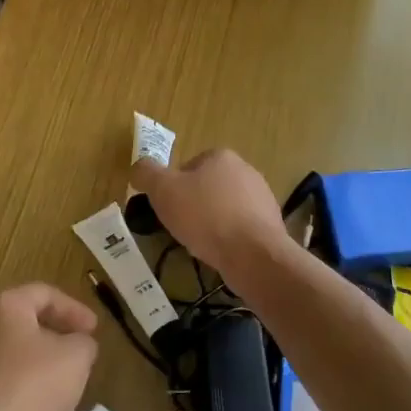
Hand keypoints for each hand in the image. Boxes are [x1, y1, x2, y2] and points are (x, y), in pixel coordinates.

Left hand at [0, 283, 98, 410]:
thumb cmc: (29, 387)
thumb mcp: (74, 359)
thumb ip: (83, 343)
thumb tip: (78, 343)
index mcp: (4, 305)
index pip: (45, 294)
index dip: (74, 309)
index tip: (94, 330)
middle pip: (23, 320)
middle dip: (53, 334)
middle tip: (77, 352)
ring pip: (8, 350)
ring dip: (34, 361)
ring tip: (58, 382)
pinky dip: (17, 383)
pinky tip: (33, 405)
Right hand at [130, 148, 284, 275]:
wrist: (253, 254)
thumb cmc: (204, 216)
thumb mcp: (162, 190)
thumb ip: (146, 173)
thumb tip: (138, 167)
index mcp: (220, 156)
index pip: (188, 167)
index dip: (173, 188)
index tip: (168, 208)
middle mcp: (246, 170)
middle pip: (207, 187)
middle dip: (193, 205)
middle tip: (181, 227)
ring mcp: (262, 198)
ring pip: (225, 208)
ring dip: (212, 223)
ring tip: (200, 243)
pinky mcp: (271, 225)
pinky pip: (241, 228)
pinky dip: (229, 238)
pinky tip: (221, 252)